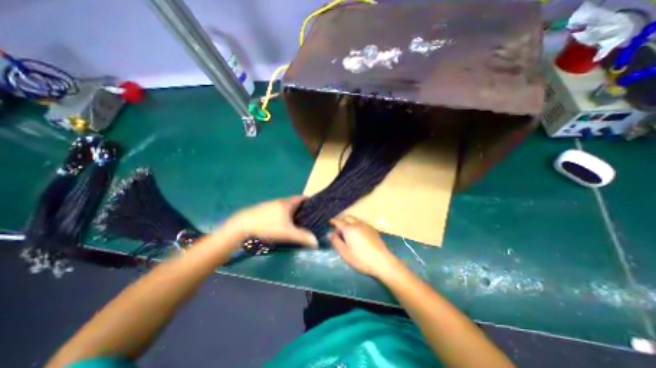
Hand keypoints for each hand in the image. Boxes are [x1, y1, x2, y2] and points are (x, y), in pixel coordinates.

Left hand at [223, 197, 320, 248]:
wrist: (241, 227)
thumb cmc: (267, 227)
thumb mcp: (287, 233)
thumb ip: (302, 237)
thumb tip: (316, 242)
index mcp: (287, 203)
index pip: (301, 198)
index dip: (309, 200)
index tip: (315, 205)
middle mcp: (279, 202)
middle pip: (293, 202)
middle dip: (301, 208)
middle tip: (307, 216)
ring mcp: (269, 205)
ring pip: (284, 207)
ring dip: (290, 211)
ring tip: (295, 221)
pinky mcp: (261, 210)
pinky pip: (276, 211)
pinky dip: (281, 215)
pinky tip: (280, 224)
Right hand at [327, 215, 399, 276]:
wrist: (382, 261)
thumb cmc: (360, 258)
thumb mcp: (344, 253)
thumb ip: (336, 241)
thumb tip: (329, 233)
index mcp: (348, 228)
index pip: (338, 221)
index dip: (332, 221)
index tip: (329, 223)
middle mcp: (357, 223)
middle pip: (346, 217)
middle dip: (341, 220)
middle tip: (338, 229)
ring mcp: (365, 225)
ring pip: (354, 219)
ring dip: (348, 221)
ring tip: (347, 231)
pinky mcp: (372, 229)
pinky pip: (360, 222)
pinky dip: (355, 224)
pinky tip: (357, 233)